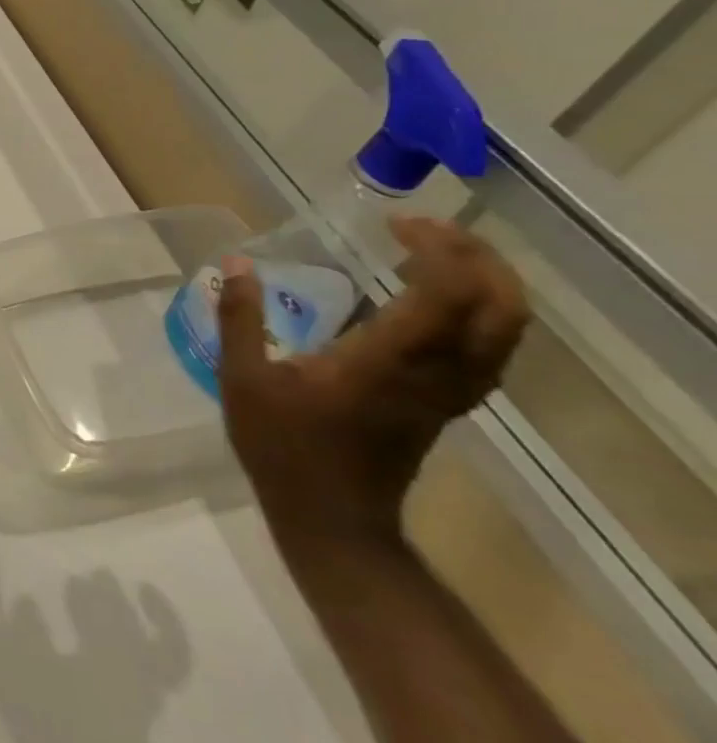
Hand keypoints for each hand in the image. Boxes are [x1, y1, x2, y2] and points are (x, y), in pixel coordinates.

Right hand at [217, 217, 528, 554]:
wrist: (332, 519)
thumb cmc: (282, 448)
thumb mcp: (243, 379)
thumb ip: (240, 319)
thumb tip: (238, 264)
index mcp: (386, 362)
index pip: (445, 294)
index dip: (436, 248)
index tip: (396, 223)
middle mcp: (433, 373)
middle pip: (499, 307)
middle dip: (476, 257)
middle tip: (425, 229)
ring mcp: (448, 392)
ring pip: (506, 330)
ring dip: (486, 281)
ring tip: (434, 253)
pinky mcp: (446, 404)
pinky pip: (490, 349)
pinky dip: (480, 311)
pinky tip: (434, 300)